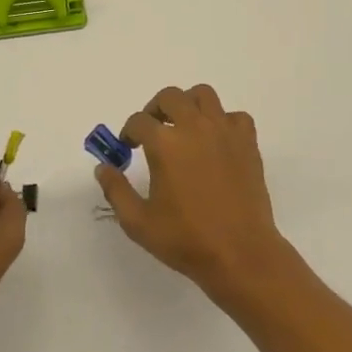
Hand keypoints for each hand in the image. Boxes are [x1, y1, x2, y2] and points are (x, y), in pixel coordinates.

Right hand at [96, 84, 294, 303]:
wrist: (241, 255)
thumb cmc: (187, 240)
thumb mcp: (138, 222)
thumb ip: (116, 190)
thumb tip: (103, 167)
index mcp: (164, 144)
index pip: (138, 121)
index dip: (128, 132)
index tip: (128, 147)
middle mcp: (193, 127)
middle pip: (170, 96)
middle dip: (155, 108)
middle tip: (152, 129)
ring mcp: (224, 132)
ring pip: (204, 95)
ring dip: (189, 104)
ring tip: (183, 125)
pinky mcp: (247, 143)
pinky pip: (235, 117)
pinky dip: (223, 121)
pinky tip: (216, 141)